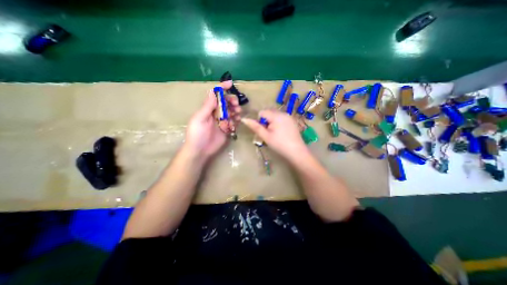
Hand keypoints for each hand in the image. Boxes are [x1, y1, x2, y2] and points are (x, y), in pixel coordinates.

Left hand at [184, 90, 240, 161]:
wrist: (200, 151)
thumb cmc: (197, 134)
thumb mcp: (200, 119)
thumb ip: (207, 106)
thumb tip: (214, 92)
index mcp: (208, 108)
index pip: (215, 95)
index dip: (222, 88)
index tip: (230, 84)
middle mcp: (215, 113)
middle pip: (226, 102)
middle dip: (232, 101)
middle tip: (236, 105)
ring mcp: (222, 121)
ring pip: (231, 111)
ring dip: (236, 110)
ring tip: (238, 114)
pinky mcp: (227, 129)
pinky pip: (234, 121)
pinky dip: (236, 120)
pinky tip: (237, 122)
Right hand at [242, 109, 308, 161]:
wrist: (297, 152)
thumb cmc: (279, 145)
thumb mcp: (266, 136)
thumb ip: (255, 127)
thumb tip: (244, 119)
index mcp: (276, 116)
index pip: (262, 112)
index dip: (259, 121)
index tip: (263, 131)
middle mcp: (283, 113)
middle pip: (269, 113)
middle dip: (266, 121)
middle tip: (269, 133)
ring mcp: (289, 117)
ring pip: (275, 116)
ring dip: (271, 122)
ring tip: (275, 134)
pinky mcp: (292, 121)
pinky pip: (281, 118)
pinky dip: (278, 123)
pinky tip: (281, 133)